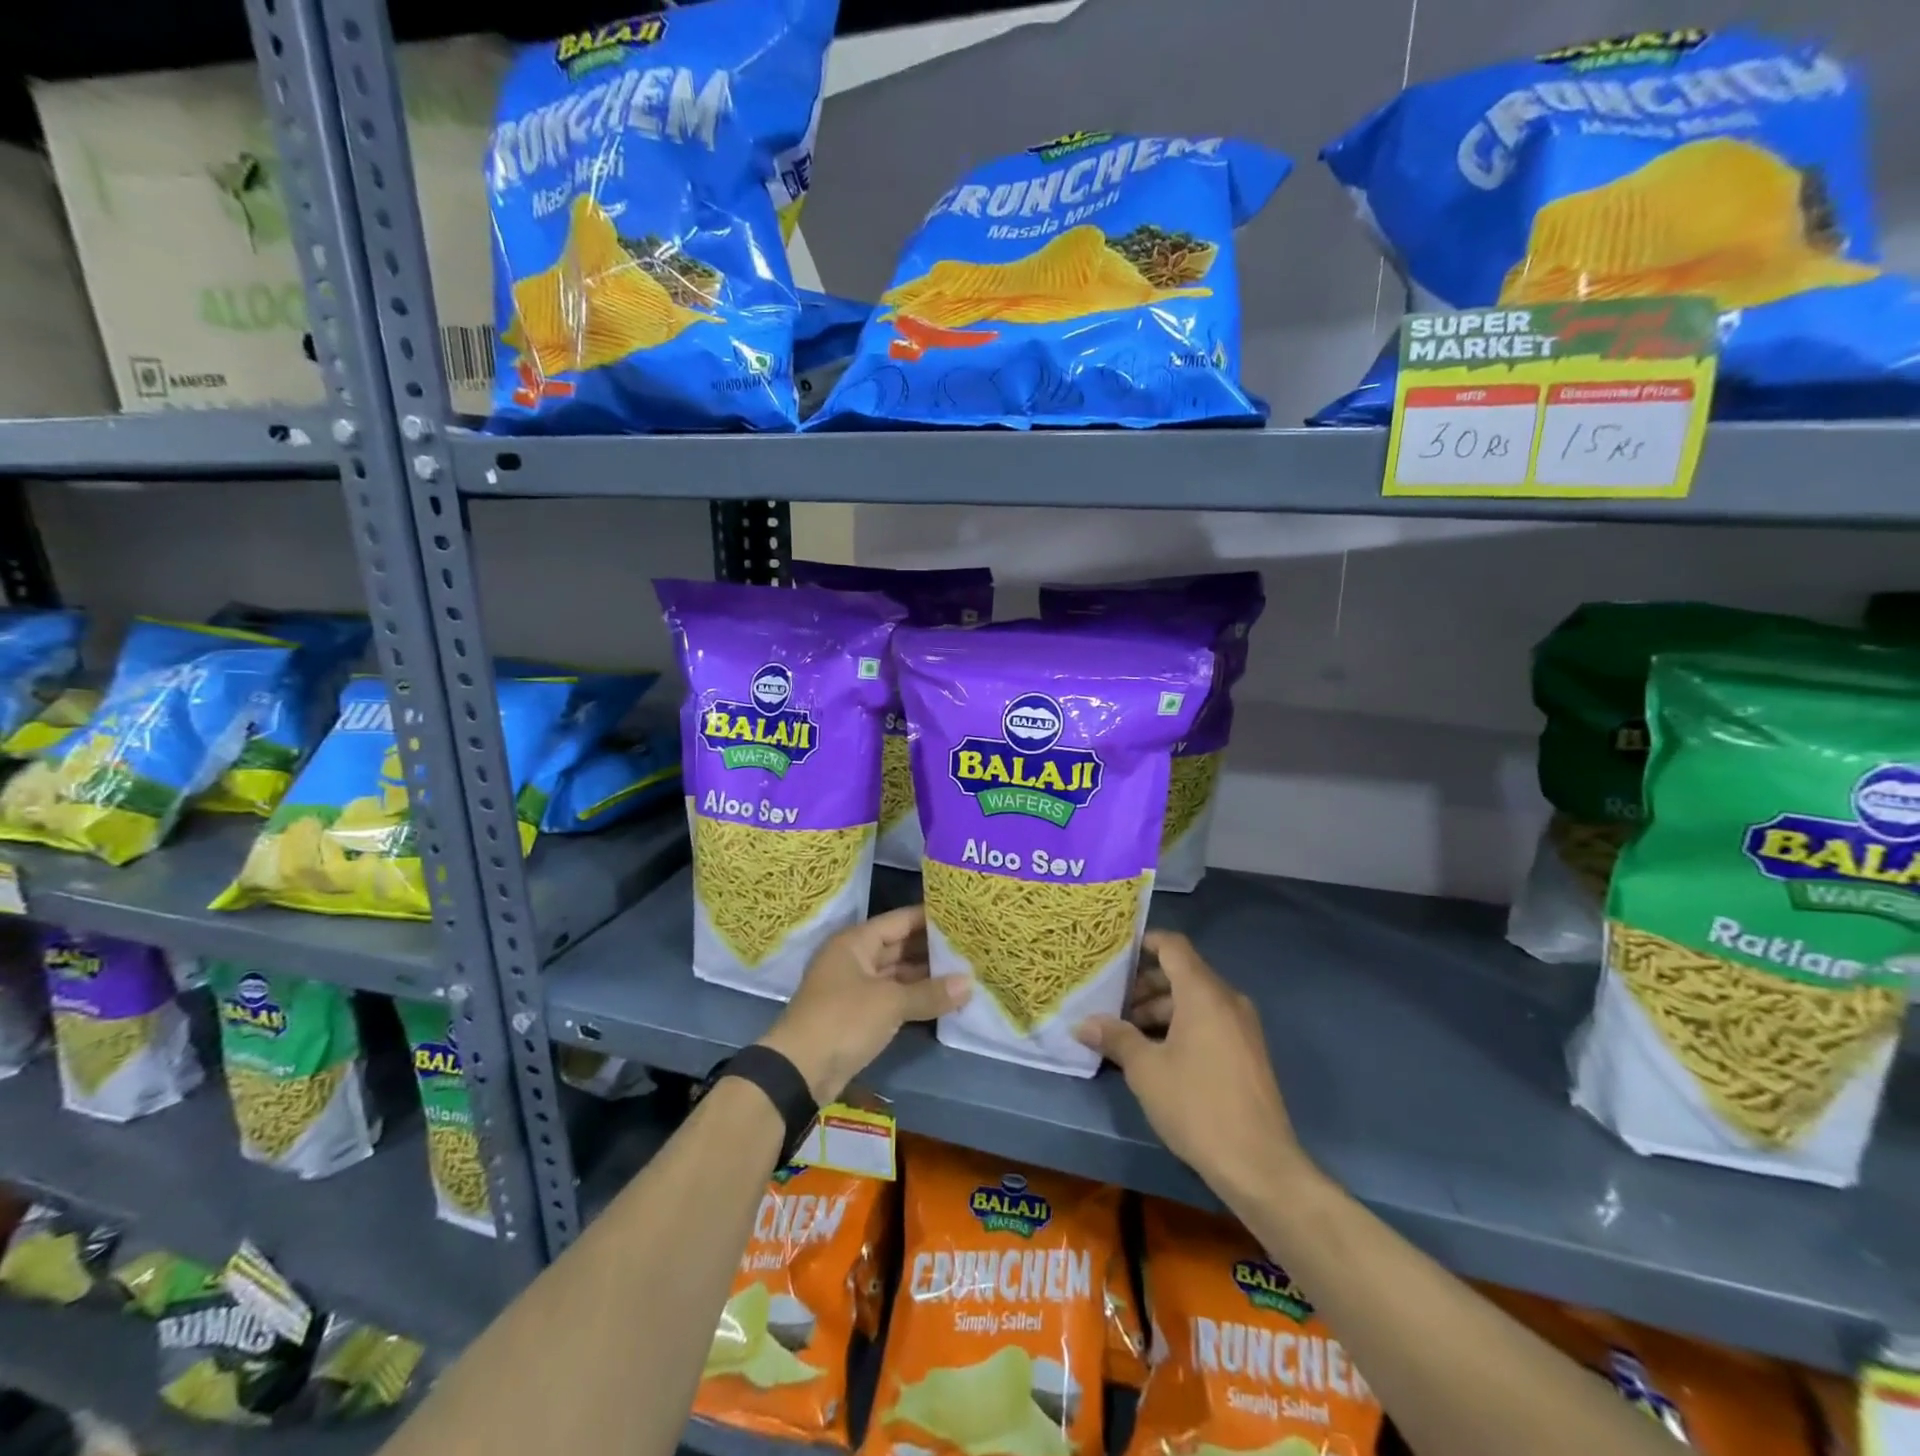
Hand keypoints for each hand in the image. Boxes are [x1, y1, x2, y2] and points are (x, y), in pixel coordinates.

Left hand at [758, 906, 969, 1103]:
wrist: (799, 1070)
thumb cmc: (843, 1020)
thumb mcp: (890, 1003)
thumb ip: (930, 992)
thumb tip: (969, 983)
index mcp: (856, 942)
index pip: (900, 920)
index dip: (930, 918)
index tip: (962, 917)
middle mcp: (854, 958)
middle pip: (899, 946)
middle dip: (932, 949)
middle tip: (970, 947)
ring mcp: (855, 987)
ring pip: (897, 974)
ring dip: (926, 976)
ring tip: (965, 972)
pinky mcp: (857, 1014)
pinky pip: (892, 997)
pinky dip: (914, 997)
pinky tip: (943, 999)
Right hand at [1075, 930, 1313, 1212]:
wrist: (1260, 1165)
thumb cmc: (1197, 1105)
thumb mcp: (1146, 1070)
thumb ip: (1114, 1037)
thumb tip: (1081, 1024)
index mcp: (1203, 993)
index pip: (1173, 946)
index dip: (1143, 943)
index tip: (1114, 955)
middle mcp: (1227, 999)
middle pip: (1181, 973)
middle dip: (1144, 985)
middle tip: (1110, 1003)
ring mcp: (1242, 1026)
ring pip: (1194, 1000)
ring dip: (1160, 1009)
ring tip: (1126, 1034)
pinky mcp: (1247, 1052)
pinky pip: (1209, 1022)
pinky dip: (1181, 1026)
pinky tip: (1156, 1054)